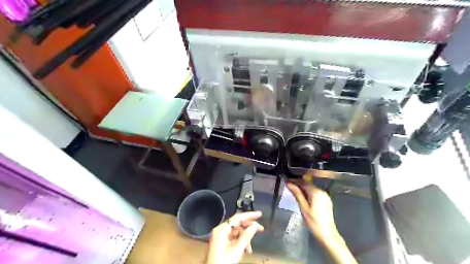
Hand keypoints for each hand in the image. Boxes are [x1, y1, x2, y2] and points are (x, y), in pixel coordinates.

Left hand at [207, 212, 263, 263]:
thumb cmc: (223, 262)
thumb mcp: (236, 250)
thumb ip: (246, 237)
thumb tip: (254, 226)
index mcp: (221, 230)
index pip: (237, 218)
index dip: (249, 215)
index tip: (259, 214)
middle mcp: (220, 230)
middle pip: (237, 224)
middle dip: (249, 227)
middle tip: (261, 229)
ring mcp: (221, 236)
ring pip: (237, 232)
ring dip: (245, 239)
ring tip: (250, 249)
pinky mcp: (222, 243)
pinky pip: (234, 238)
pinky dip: (240, 243)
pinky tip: (245, 251)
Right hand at [285, 181, 335, 238]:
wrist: (327, 234)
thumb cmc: (313, 222)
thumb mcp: (303, 207)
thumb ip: (297, 193)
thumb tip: (289, 183)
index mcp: (316, 192)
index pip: (303, 182)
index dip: (294, 180)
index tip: (286, 181)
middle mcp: (322, 191)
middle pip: (308, 184)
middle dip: (298, 184)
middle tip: (288, 185)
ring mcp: (325, 196)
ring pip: (312, 188)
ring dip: (303, 189)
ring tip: (294, 191)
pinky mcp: (326, 201)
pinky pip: (316, 193)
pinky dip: (309, 193)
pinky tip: (303, 197)